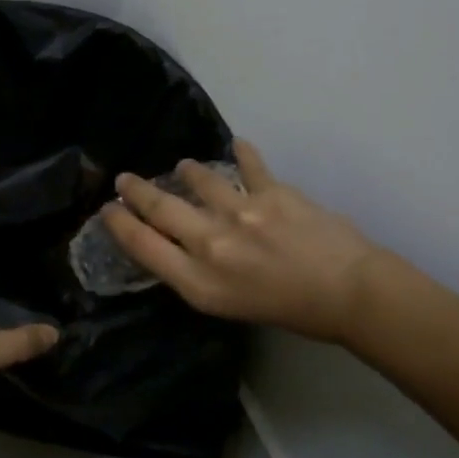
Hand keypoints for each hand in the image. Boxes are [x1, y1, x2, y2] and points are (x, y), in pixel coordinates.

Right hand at [101, 140, 403, 346]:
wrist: (350, 294)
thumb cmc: (290, 311)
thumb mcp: (228, 306)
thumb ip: (197, 275)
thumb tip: (180, 244)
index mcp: (199, 280)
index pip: (143, 246)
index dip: (120, 225)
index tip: (108, 210)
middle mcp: (211, 243)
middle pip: (160, 209)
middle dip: (136, 192)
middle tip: (124, 180)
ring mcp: (241, 212)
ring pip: (198, 180)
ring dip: (186, 172)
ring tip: (183, 168)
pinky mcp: (272, 191)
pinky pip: (249, 164)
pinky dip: (242, 153)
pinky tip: (237, 145)